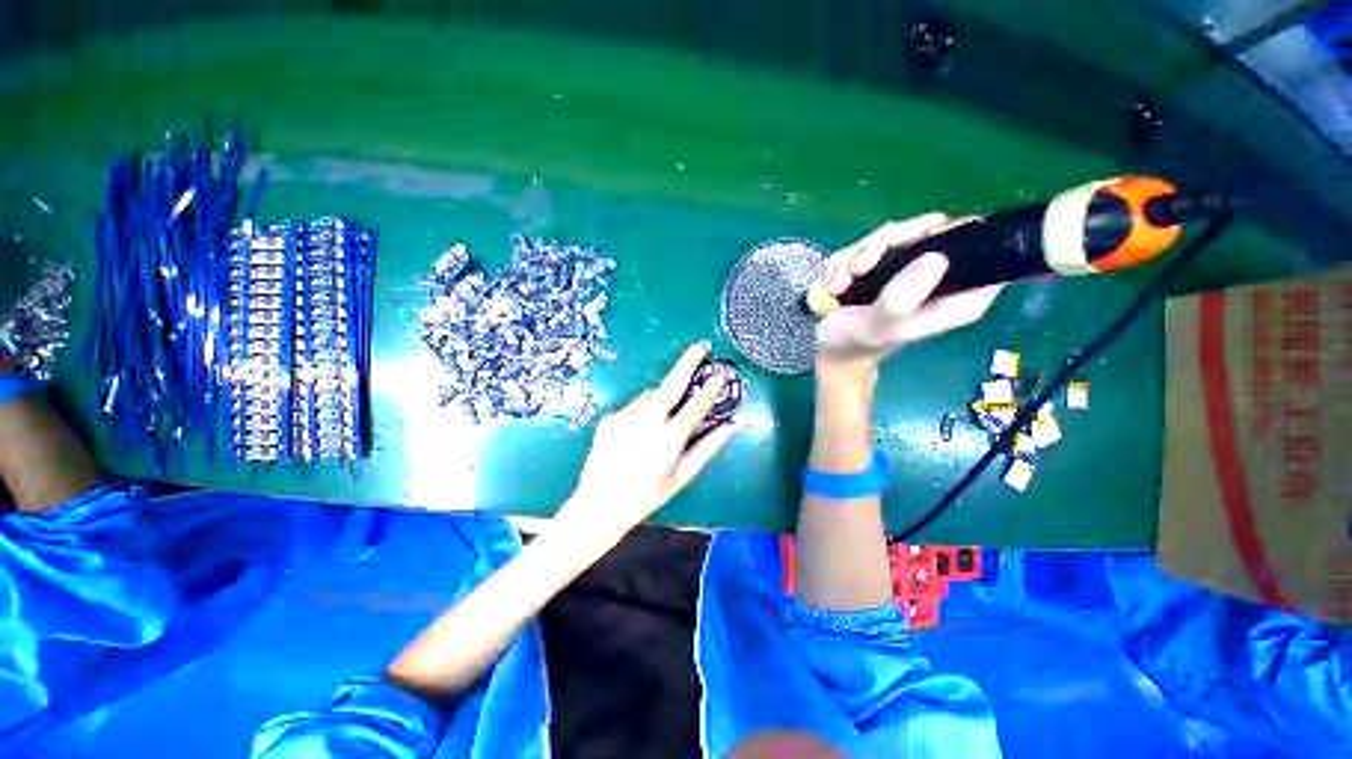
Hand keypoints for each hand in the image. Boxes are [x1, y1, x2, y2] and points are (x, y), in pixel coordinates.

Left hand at [564, 343, 739, 539]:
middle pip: (672, 383)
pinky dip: (641, 412)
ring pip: (651, 395)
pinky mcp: (610, 416)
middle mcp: (647, 422)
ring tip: (659, 421)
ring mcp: (625, 416)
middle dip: (689, 361)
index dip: (711, 388)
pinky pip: (633, 406)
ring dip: (661, 398)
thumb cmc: (648, 495)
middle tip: (702, 346)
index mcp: (669, 439)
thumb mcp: (683, 475)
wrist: (599, 505)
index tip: (722, 373)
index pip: (696, 405)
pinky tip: (637, 433)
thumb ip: (710, 446)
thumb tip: (735, 425)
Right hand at [815, 214, 1002, 376]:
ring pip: (892, 234)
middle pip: (927, 229)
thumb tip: (936, 258)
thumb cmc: (857, 342)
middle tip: (858, 270)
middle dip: (882, 245)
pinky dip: (846, 262)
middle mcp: (938, 276)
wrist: (831, 347)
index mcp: (956, 296)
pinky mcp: (884, 262)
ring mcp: (908, 266)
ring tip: (839, 286)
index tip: (913, 244)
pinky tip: (836, 284)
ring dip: (856, 258)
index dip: (951, 236)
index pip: (978, 248)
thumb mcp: (879, 325)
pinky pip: (867, 245)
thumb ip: (903, 297)